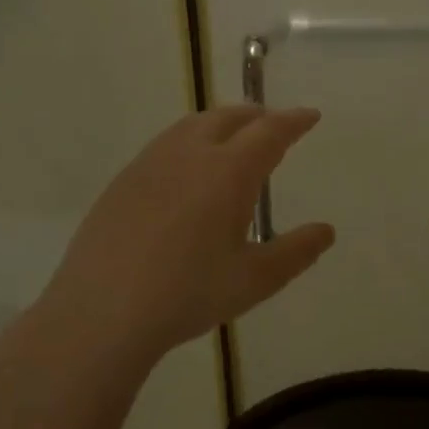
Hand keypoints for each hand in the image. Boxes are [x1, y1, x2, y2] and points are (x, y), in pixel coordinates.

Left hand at [36, 106, 334, 362]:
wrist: (102, 311)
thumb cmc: (188, 294)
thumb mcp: (255, 279)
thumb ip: (296, 252)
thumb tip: (326, 231)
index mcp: (228, 172)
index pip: (269, 132)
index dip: (294, 121)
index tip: (310, 116)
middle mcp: (189, 155)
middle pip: (229, 117)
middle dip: (258, 116)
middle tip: (275, 126)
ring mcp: (150, 164)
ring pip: (192, 125)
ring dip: (222, 123)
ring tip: (234, 140)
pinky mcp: (123, 181)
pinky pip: (166, 144)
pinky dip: (191, 141)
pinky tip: (188, 171)